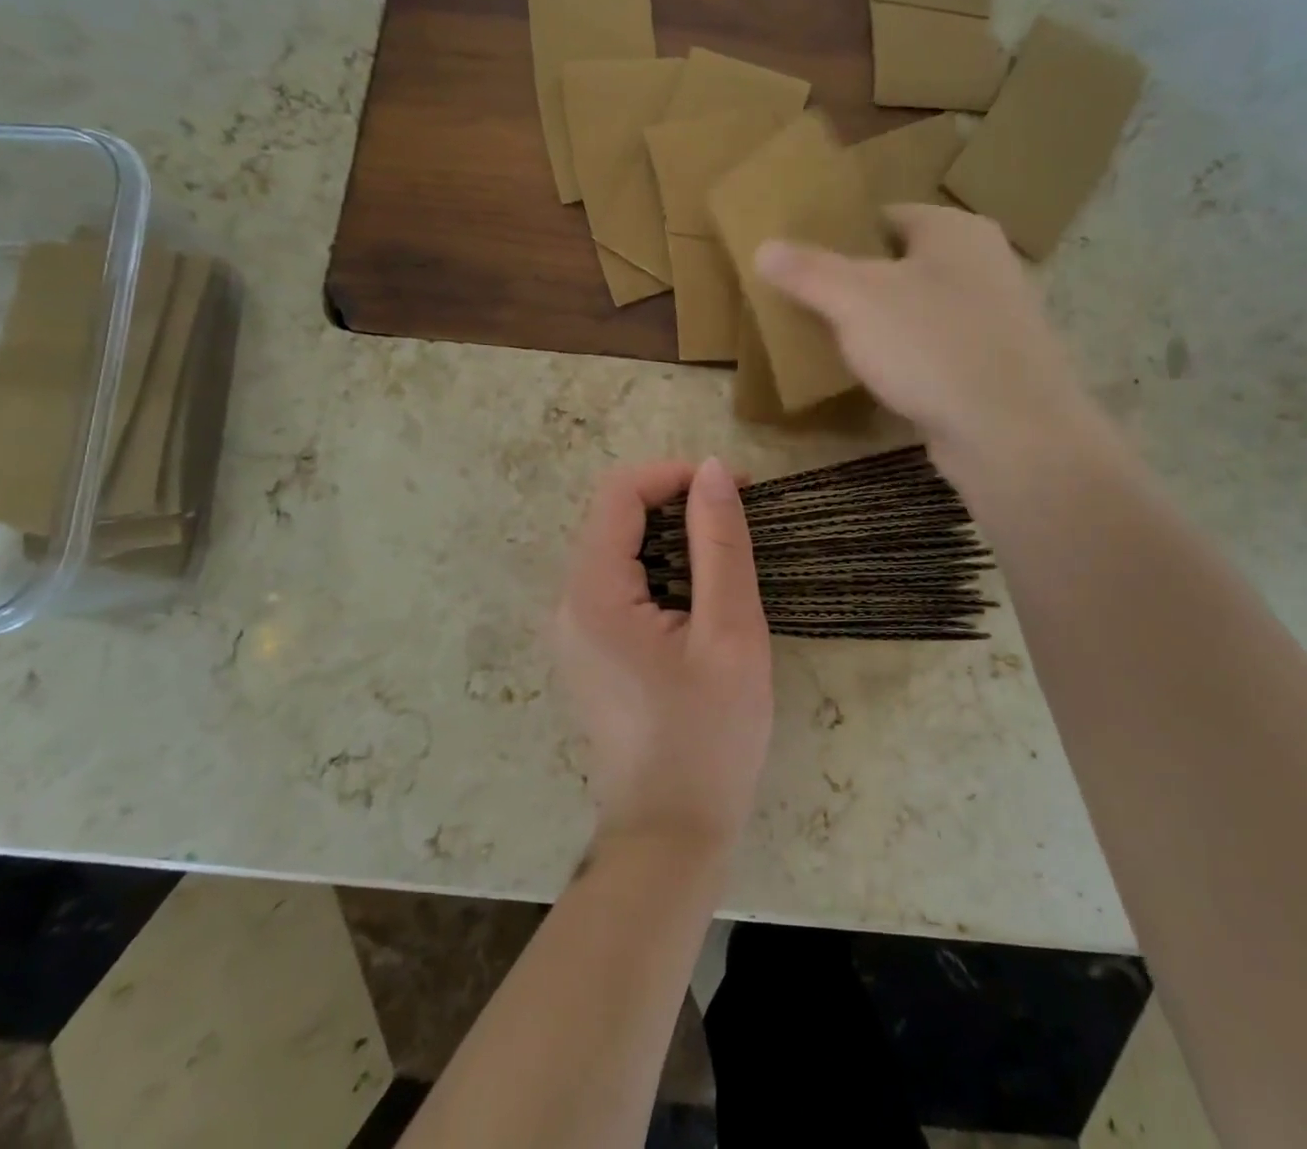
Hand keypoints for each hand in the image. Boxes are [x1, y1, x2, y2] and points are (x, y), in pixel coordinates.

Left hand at [554, 458, 772, 865]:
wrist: (672, 835)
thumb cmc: (710, 737)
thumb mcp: (730, 633)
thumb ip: (720, 544)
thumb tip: (710, 470)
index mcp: (593, 593)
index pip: (619, 492)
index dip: (674, 475)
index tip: (733, 490)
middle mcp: (567, 602)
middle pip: (614, 516)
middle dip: (676, 503)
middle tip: (739, 523)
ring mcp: (572, 628)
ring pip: (618, 548)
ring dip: (672, 537)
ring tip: (727, 561)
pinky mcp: (587, 648)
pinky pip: (618, 582)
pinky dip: (659, 569)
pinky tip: (698, 599)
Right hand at [756, 204, 1111, 489]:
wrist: (1010, 431)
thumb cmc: (931, 345)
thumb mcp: (855, 300)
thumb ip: (808, 271)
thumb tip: (764, 247)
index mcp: (955, 230)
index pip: (885, 215)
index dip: (841, 234)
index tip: (803, 262)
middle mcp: (982, 263)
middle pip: (902, 263)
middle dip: (856, 283)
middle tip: (809, 304)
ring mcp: (993, 317)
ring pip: (918, 309)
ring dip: (880, 324)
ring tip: (833, 342)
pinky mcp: (992, 365)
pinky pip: (935, 349)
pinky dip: (906, 358)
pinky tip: (879, 378)